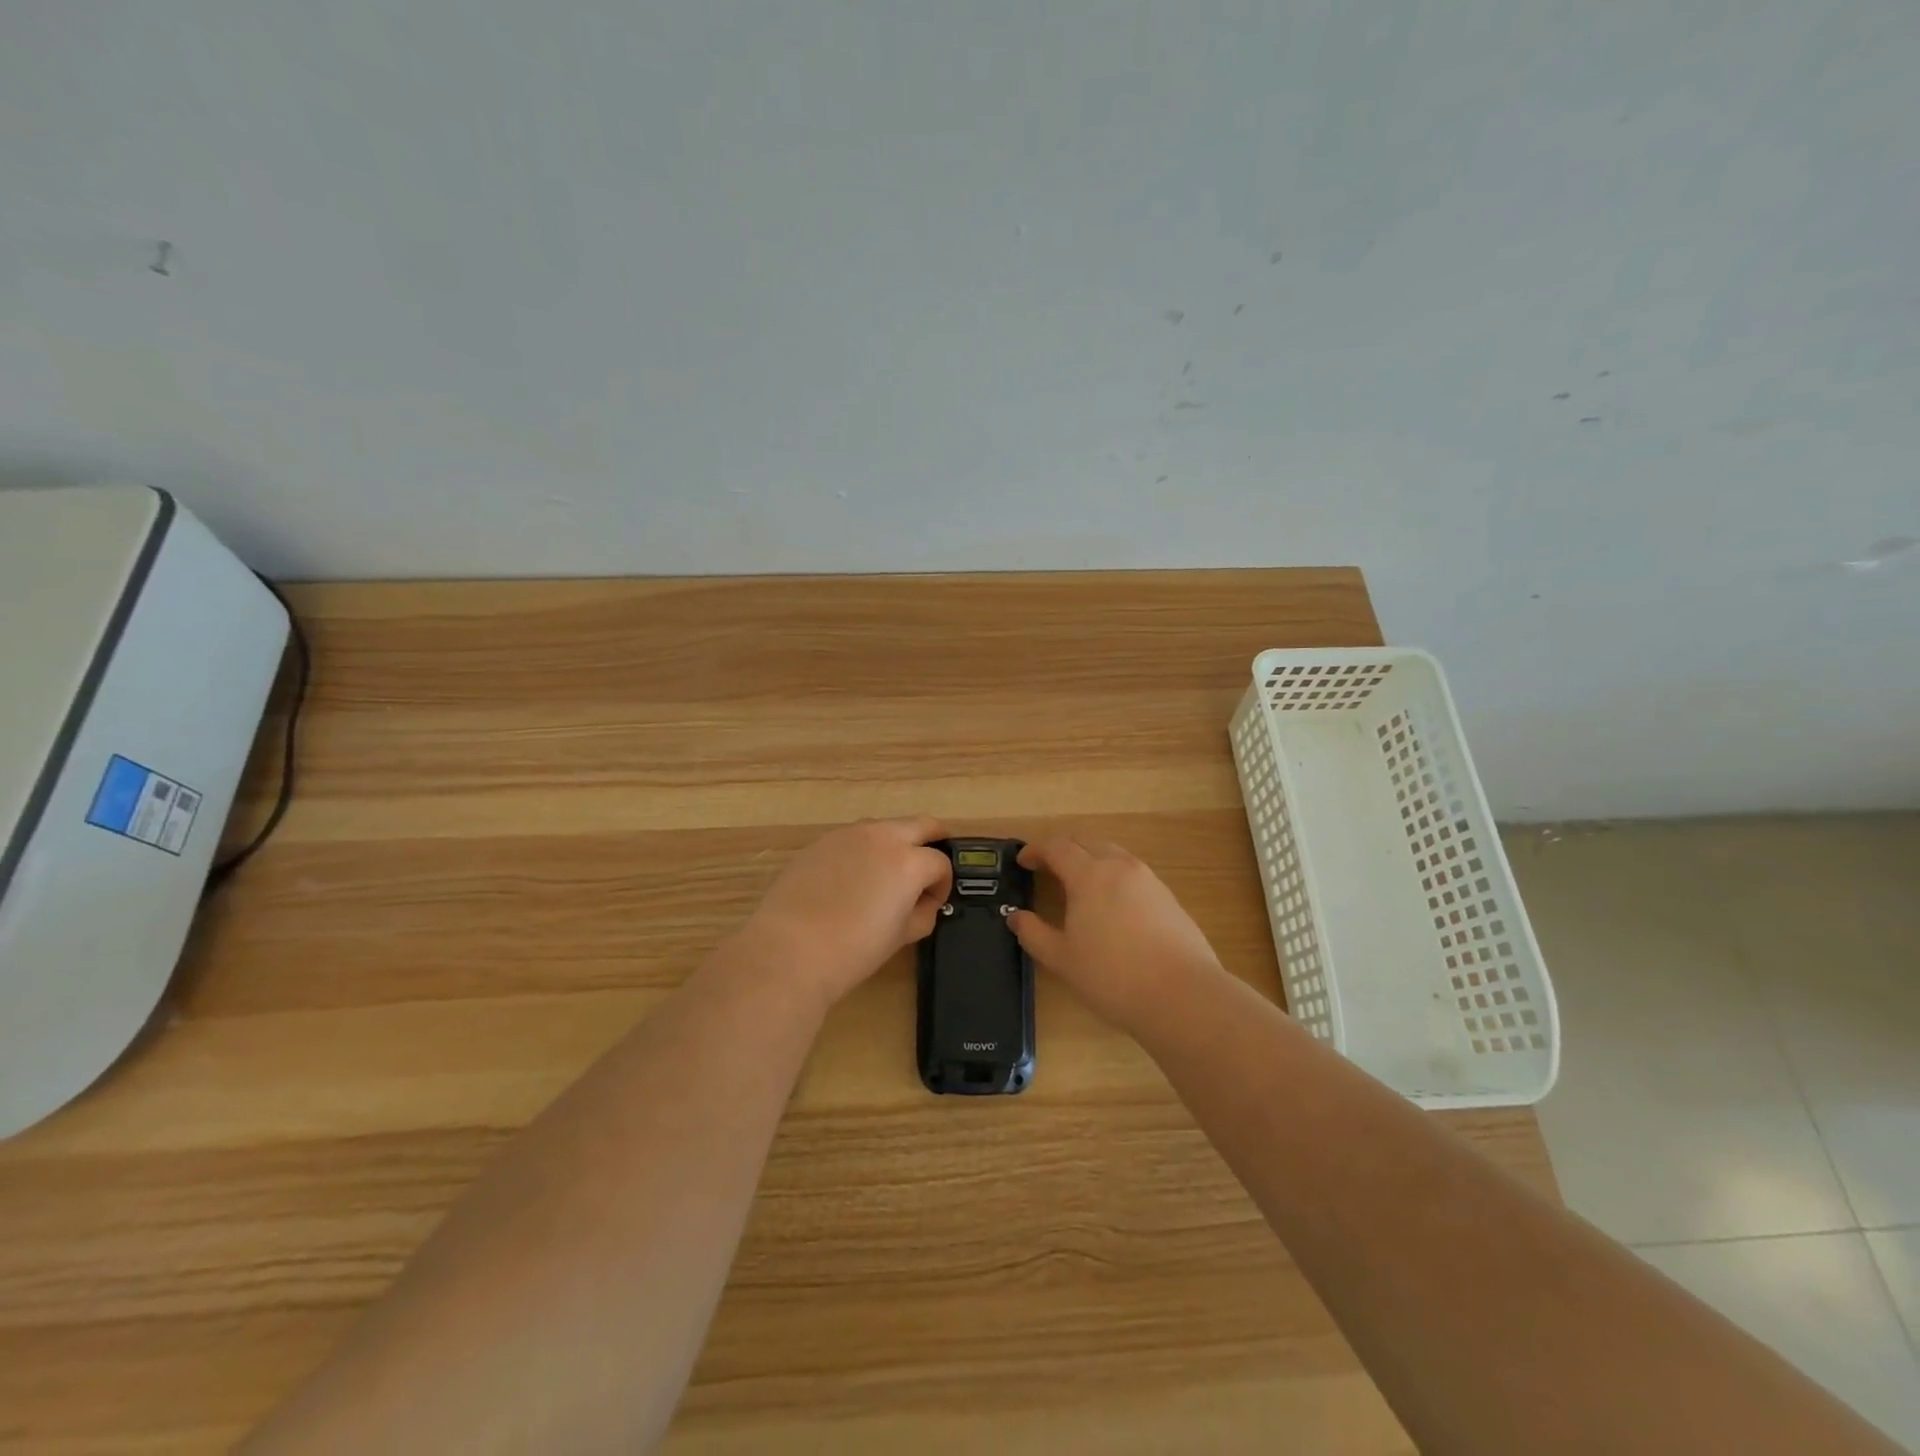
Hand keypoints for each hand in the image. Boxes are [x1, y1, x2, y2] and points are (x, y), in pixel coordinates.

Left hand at [737, 816, 951, 1007]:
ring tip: (886, 875)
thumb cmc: (854, 949)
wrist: (790, 949)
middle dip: (933, 841)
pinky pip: (853, 838)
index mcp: (909, 861)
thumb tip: (924, 903)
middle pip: (921, 824)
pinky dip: (863, 851)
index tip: (932, 904)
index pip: (940, 864)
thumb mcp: (901, 936)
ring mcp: (848, 834)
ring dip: (896, 842)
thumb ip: (922, 913)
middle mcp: (882, 837)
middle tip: (930, 865)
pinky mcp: (821, 841)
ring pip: (884, 827)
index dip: (942, 885)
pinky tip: (851, 880)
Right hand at [1009, 836, 1224, 1031]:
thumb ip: (1034, 934)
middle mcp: (1120, 867)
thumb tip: (1016, 917)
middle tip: (1048, 868)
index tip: (1023, 861)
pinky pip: (1133, 874)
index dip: (1036, 850)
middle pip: (1087, 841)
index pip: (1057, 847)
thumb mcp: (1062, 959)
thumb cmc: (1112, 976)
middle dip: (1064, 849)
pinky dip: (1114, 877)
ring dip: (1091, 860)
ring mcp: (1149, 880)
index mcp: (1089, 875)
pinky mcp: (1169, 898)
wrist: (1183, 995)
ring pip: (1113, 855)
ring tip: (1079, 886)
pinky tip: (1112, 907)